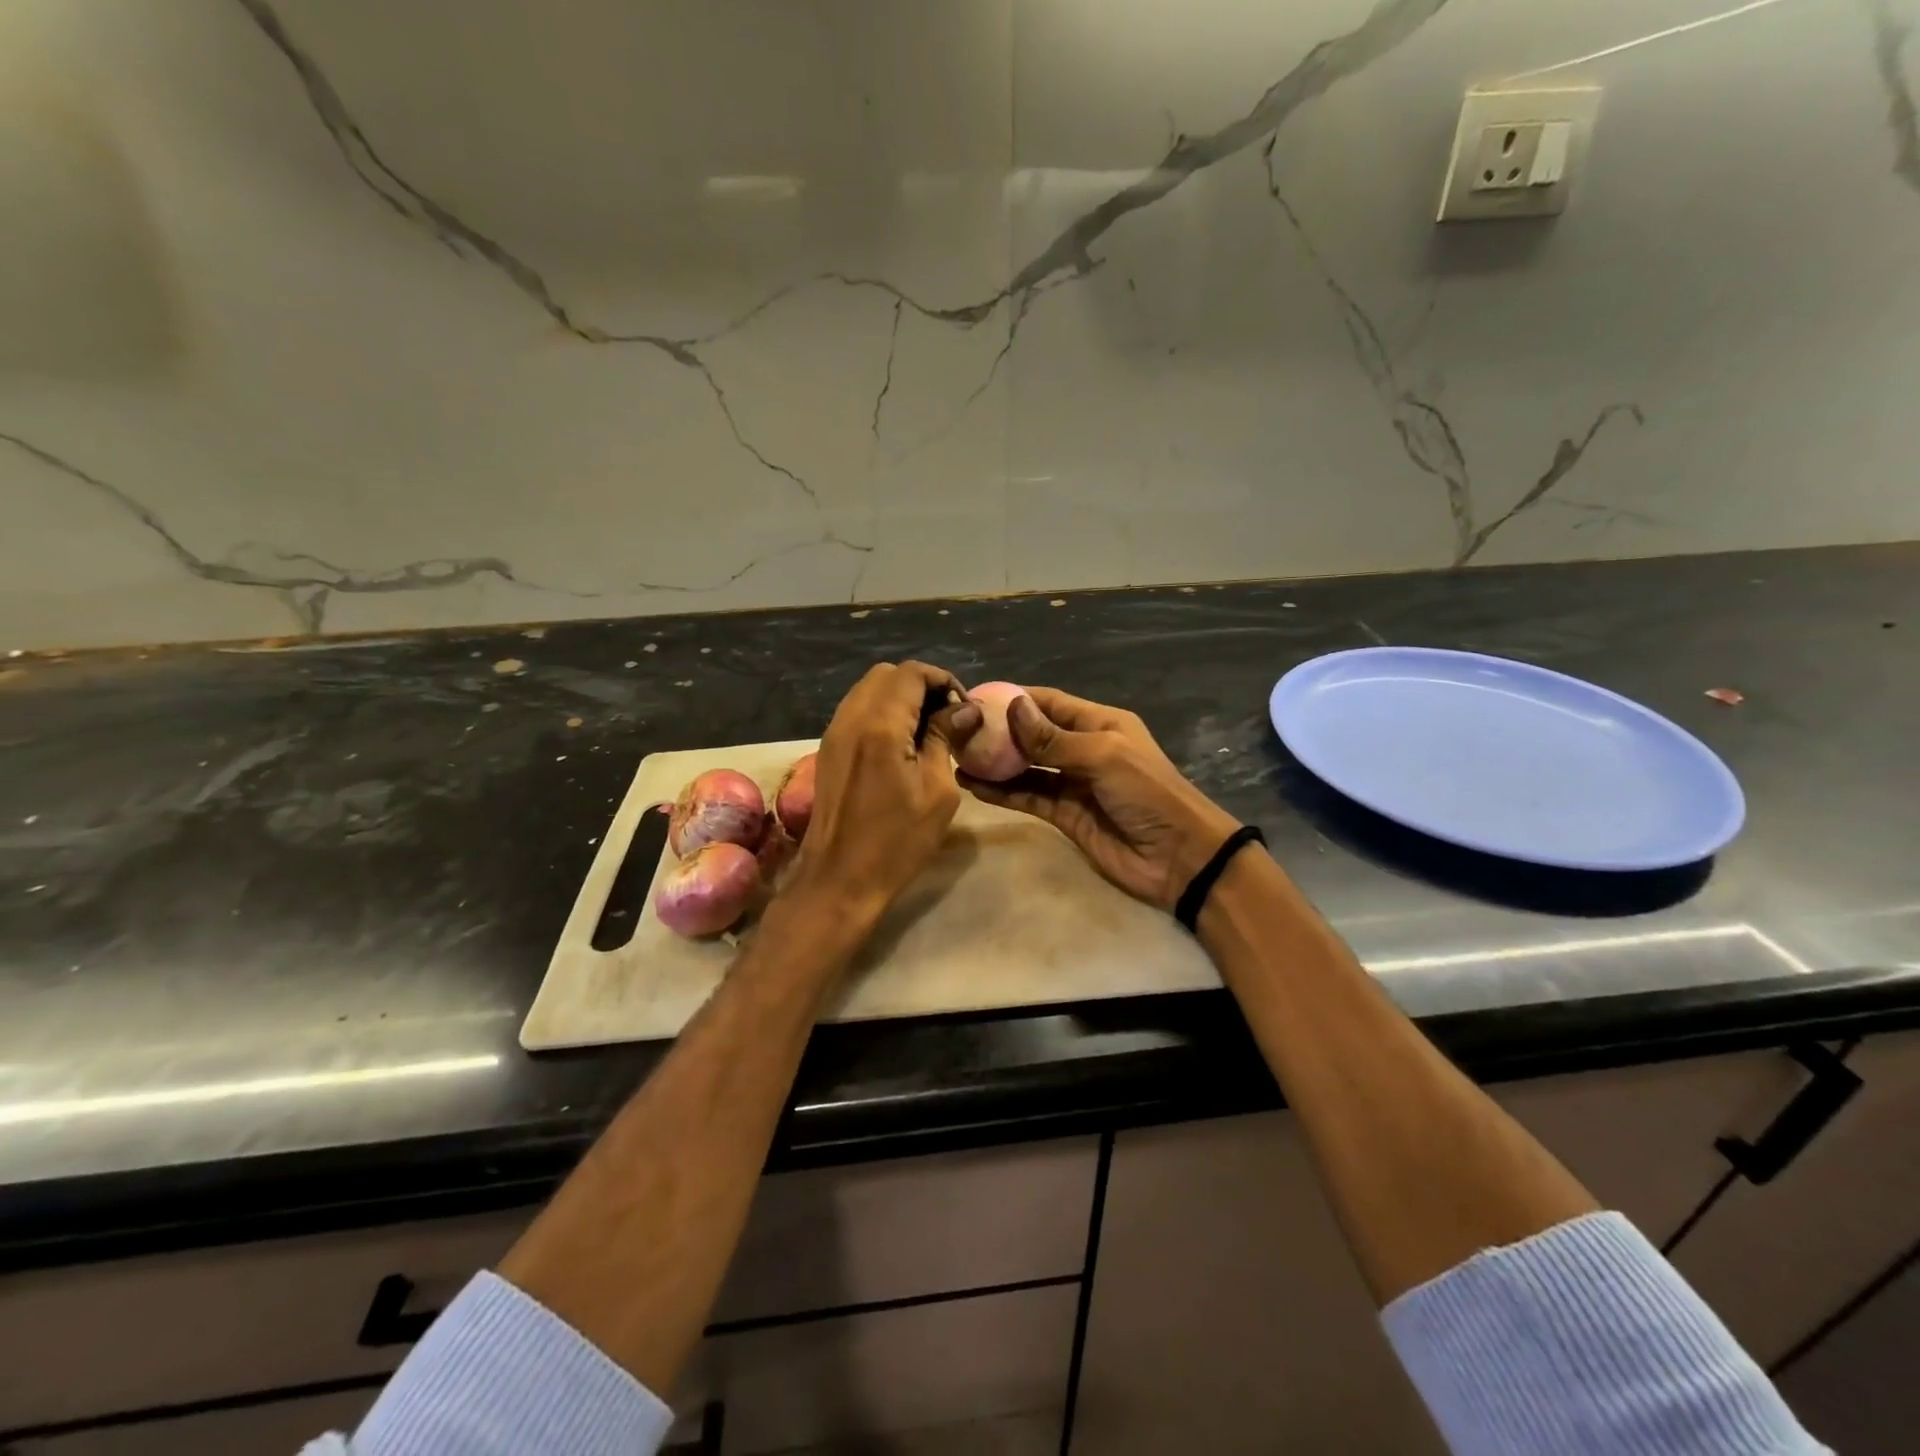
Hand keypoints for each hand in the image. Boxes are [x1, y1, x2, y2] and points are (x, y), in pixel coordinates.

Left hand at [790, 661, 981, 919]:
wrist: (839, 879)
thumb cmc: (897, 842)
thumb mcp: (937, 791)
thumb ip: (945, 738)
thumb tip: (964, 709)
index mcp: (880, 725)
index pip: (912, 673)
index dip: (943, 681)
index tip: (963, 710)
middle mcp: (851, 718)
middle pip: (888, 675)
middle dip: (921, 686)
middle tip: (947, 718)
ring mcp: (834, 732)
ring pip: (869, 690)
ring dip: (900, 698)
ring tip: (926, 731)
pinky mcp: (828, 749)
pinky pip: (857, 711)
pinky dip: (882, 713)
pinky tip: (901, 745)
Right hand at [960, 687, 1240, 911]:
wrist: (1179, 856)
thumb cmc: (1147, 793)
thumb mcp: (1103, 756)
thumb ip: (1054, 739)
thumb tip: (1013, 708)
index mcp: (1100, 724)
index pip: (1050, 703)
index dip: (1016, 699)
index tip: (978, 699)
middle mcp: (1083, 749)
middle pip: (1034, 735)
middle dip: (1000, 731)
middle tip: (959, 731)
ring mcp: (1073, 783)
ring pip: (1026, 767)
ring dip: (996, 763)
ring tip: (958, 756)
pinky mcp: (1065, 815)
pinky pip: (1029, 797)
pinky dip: (1003, 792)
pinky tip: (974, 786)